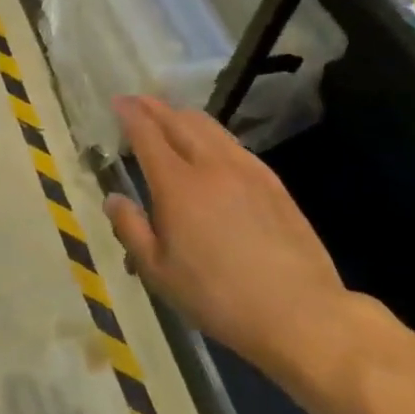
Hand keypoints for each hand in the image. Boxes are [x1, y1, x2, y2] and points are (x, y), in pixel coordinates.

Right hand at [105, 95, 349, 382]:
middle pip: (179, 121)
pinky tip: (210, 148)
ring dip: (183, 116)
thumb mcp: (159, 273)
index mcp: (177, 185)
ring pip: (210, 127)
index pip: (147, 134)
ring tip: (170, 118)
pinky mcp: (273, 182)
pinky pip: (233, 144)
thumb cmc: (218, 297)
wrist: (300, 312)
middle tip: (137, 101)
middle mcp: (210, 165)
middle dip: (154, 107)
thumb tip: (114, 199)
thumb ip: (131, 230)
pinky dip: (211, 134)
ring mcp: (246, 170)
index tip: (118, 101)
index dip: (130, 114)